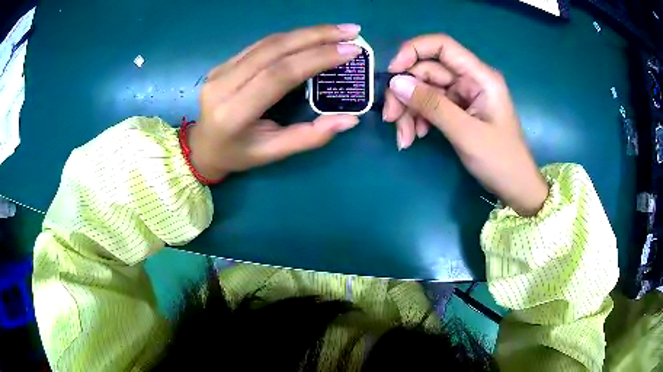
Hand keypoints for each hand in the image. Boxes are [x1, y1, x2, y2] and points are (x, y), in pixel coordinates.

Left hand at [188, 24, 363, 180]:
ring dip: (306, 32)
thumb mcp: (273, 153)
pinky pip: (260, 44)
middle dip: (317, 36)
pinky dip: (290, 37)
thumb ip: (310, 137)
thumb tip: (351, 119)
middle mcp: (223, 85)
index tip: (350, 50)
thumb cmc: (239, 154)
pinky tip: (312, 35)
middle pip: (274, 50)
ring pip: (268, 42)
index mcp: (234, 113)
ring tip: (338, 30)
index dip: (316, 58)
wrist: (203, 147)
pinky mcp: (223, 63)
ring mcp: (220, 70)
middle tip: (351, 31)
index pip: (279, 75)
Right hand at [383, 35, 547, 215]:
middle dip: (406, 93)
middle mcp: (469, 80)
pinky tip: (415, 137)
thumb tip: (395, 83)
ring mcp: (463, 96)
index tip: (392, 74)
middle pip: (427, 71)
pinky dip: (418, 120)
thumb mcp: (466, 133)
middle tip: (390, 118)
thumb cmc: (500, 160)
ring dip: (409, 111)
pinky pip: (430, 107)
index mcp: (479, 76)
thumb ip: (432, 105)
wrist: (515, 187)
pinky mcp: (458, 111)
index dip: (413, 52)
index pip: (442, 46)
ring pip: (425, 91)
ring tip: (404, 138)